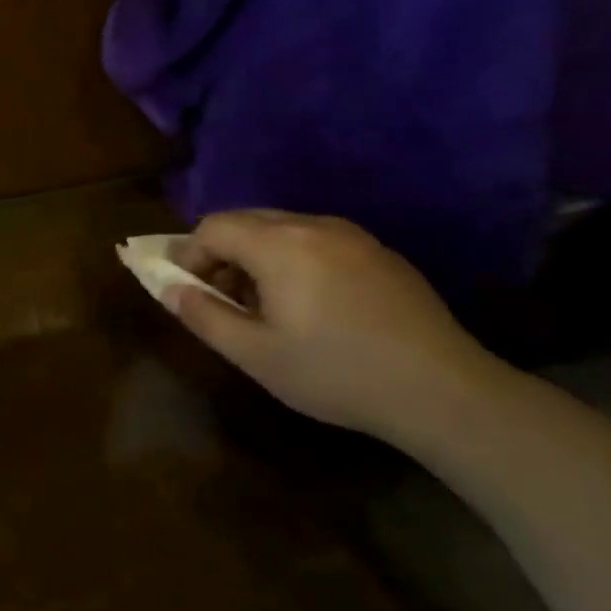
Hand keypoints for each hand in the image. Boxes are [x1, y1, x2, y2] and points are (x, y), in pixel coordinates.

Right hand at [166, 211, 505, 444]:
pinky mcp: (379, 252)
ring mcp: (352, 236)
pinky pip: (317, 240)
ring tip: (263, 305)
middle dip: (221, 253)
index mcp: (278, 244)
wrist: (441, 389)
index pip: (213, 226)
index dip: (189, 255)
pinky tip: (309, 305)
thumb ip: (203, 316)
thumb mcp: (254, 354)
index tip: (187, 291)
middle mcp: (313, 225)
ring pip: (282, 228)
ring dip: (256, 256)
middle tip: (220, 298)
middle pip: (246, 220)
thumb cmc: (335, 372)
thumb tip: (169, 288)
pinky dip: (293, 259)